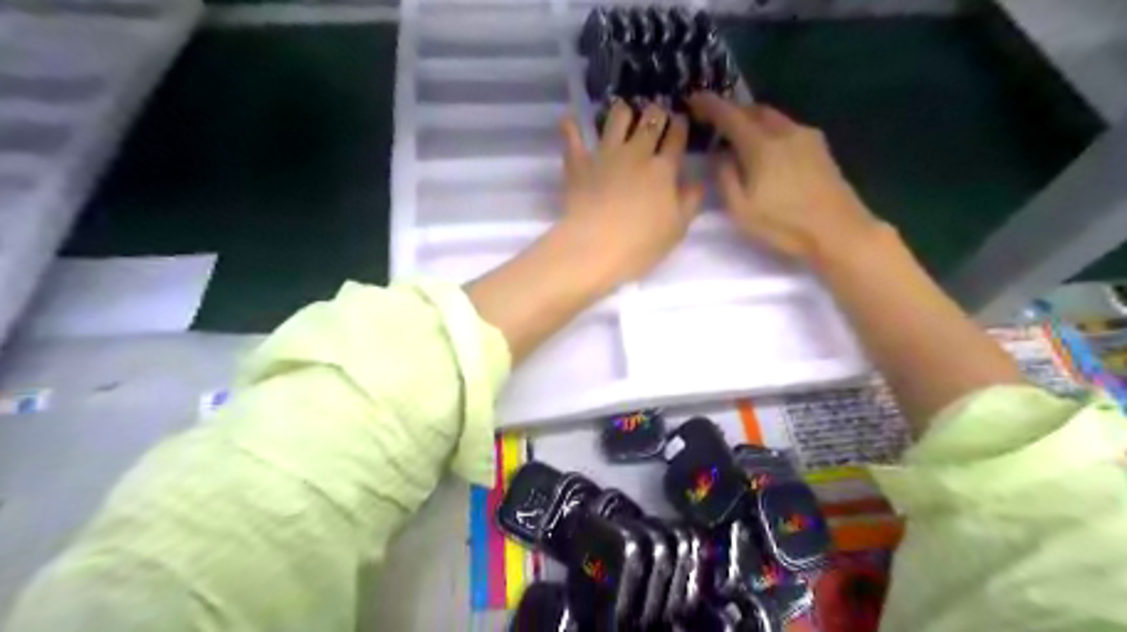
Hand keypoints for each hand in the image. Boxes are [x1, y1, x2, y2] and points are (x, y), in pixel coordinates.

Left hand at [556, 99, 702, 285]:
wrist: (595, 247)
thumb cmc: (641, 244)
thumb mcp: (676, 229)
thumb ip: (690, 202)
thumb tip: (697, 183)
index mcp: (663, 169)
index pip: (676, 138)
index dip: (680, 126)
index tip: (680, 121)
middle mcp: (636, 154)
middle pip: (649, 121)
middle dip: (656, 113)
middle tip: (655, 114)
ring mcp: (605, 155)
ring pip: (616, 119)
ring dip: (622, 112)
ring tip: (623, 113)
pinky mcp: (578, 163)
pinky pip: (573, 138)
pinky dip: (571, 127)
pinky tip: (570, 120)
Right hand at [693, 92, 884, 268]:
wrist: (838, 230)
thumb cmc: (784, 224)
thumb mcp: (741, 209)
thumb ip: (725, 177)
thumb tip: (720, 155)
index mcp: (762, 146)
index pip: (730, 116)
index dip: (710, 105)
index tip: (694, 98)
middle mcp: (785, 132)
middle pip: (754, 110)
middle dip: (733, 111)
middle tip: (715, 122)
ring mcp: (806, 137)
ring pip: (773, 117)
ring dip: (752, 120)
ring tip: (740, 136)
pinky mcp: (820, 147)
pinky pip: (787, 128)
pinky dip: (770, 130)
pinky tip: (767, 149)